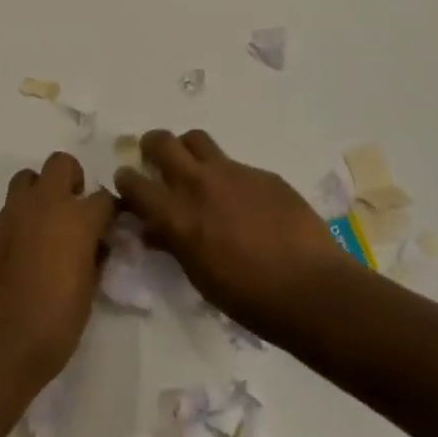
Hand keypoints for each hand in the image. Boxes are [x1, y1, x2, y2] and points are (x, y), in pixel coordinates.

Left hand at [0, 152, 114, 397]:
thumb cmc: (52, 327)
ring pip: (28, 178)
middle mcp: (43, 206)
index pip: (105, 198)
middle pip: (62, 164)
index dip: (111, 211)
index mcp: (76, 220)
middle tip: (76, 213)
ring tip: (46, 225)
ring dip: (41, 192)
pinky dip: (21, 219)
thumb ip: (95, 259)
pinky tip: (24, 251)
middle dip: (73, 181)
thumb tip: (97, 245)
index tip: (112, 227)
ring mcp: (11, 215)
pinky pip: (10, 209)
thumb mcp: (87, 295)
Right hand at [116, 129, 354, 342]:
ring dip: (188, 150)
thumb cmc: (248, 297)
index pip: (132, 182)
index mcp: (176, 215)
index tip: (129, 185)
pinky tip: (245, 202)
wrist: (311, 289)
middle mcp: (199, 184)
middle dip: (151, 147)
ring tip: (196, 170)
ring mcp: (233, 173)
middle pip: (161, 141)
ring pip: (196, 139)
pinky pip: (235, 164)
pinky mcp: (263, 174)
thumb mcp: (198, 274)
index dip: (126, 180)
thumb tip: (155, 230)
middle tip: (156, 162)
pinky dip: (228, 177)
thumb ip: (173, 243)